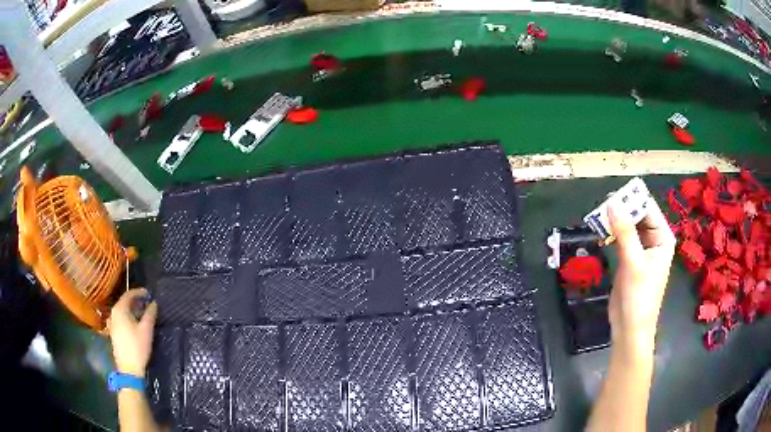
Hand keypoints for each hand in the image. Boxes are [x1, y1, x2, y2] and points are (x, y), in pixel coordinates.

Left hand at [108, 288, 157, 376]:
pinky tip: (135, 324)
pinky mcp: (114, 332)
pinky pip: (121, 319)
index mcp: (119, 309)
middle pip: (125, 302)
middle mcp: (113, 313)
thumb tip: (153, 303)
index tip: (149, 294)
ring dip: (133, 310)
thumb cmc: (137, 347)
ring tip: (143, 314)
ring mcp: (112, 323)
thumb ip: (150, 314)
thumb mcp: (146, 330)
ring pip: (123, 311)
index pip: (129, 294)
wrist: (129, 369)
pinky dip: (128, 317)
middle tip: (147, 304)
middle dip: (136, 301)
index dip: (139, 292)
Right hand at [608, 198, 675, 353]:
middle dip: (622, 210)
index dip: (632, 200)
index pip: (648, 210)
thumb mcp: (634, 263)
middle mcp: (654, 240)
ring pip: (628, 227)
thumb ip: (625, 232)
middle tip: (601, 206)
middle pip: (638, 216)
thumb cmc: (639, 297)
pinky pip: (622, 239)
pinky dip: (612, 234)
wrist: (630, 328)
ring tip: (598, 217)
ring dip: (615, 222)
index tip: (611, 194)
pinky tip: (601, 233)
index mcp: (663, 237)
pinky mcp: (630, 259)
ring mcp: (642, 249)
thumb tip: (612, 204)